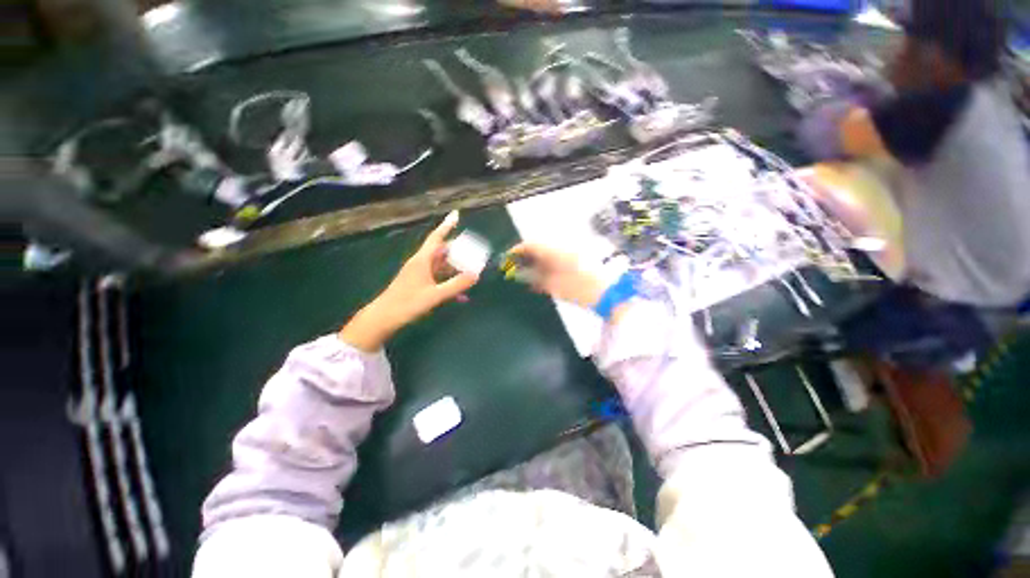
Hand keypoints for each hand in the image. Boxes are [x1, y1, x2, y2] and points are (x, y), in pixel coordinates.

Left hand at [340, 211, 478, 350]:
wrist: (384, 318)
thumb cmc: (407, 304)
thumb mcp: (435, 295)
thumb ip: (456, 285)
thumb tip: (476, 275)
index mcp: (422, 260)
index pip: (437, 237)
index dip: (447, 225)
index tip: (456, 214)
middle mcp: (421, 263)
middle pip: (442, 251)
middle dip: (458, 250)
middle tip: (474, 250)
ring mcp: (420, 274)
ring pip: (442, 265)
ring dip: (456, 268)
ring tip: (471, 271)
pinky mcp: (420, 284)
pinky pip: (439, 279)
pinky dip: (450, 283)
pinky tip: (462, 296)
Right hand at [508, 243, 604, 308]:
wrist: (609, 293)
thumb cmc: (579, 289)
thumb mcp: (553, 285)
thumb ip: (534, 277)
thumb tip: (519, 274)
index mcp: (555, 249)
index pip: (531, 244)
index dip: (517, 251)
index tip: (507, 260)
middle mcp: (563, 246)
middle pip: (539, 247)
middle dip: (526, 256)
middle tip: (516, 269)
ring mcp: (571, 252)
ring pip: (548, 252)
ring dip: (536, 260)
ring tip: (527, 274)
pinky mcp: (578, 259)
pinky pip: (557, 257)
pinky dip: (548, 265)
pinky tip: (543, 276)